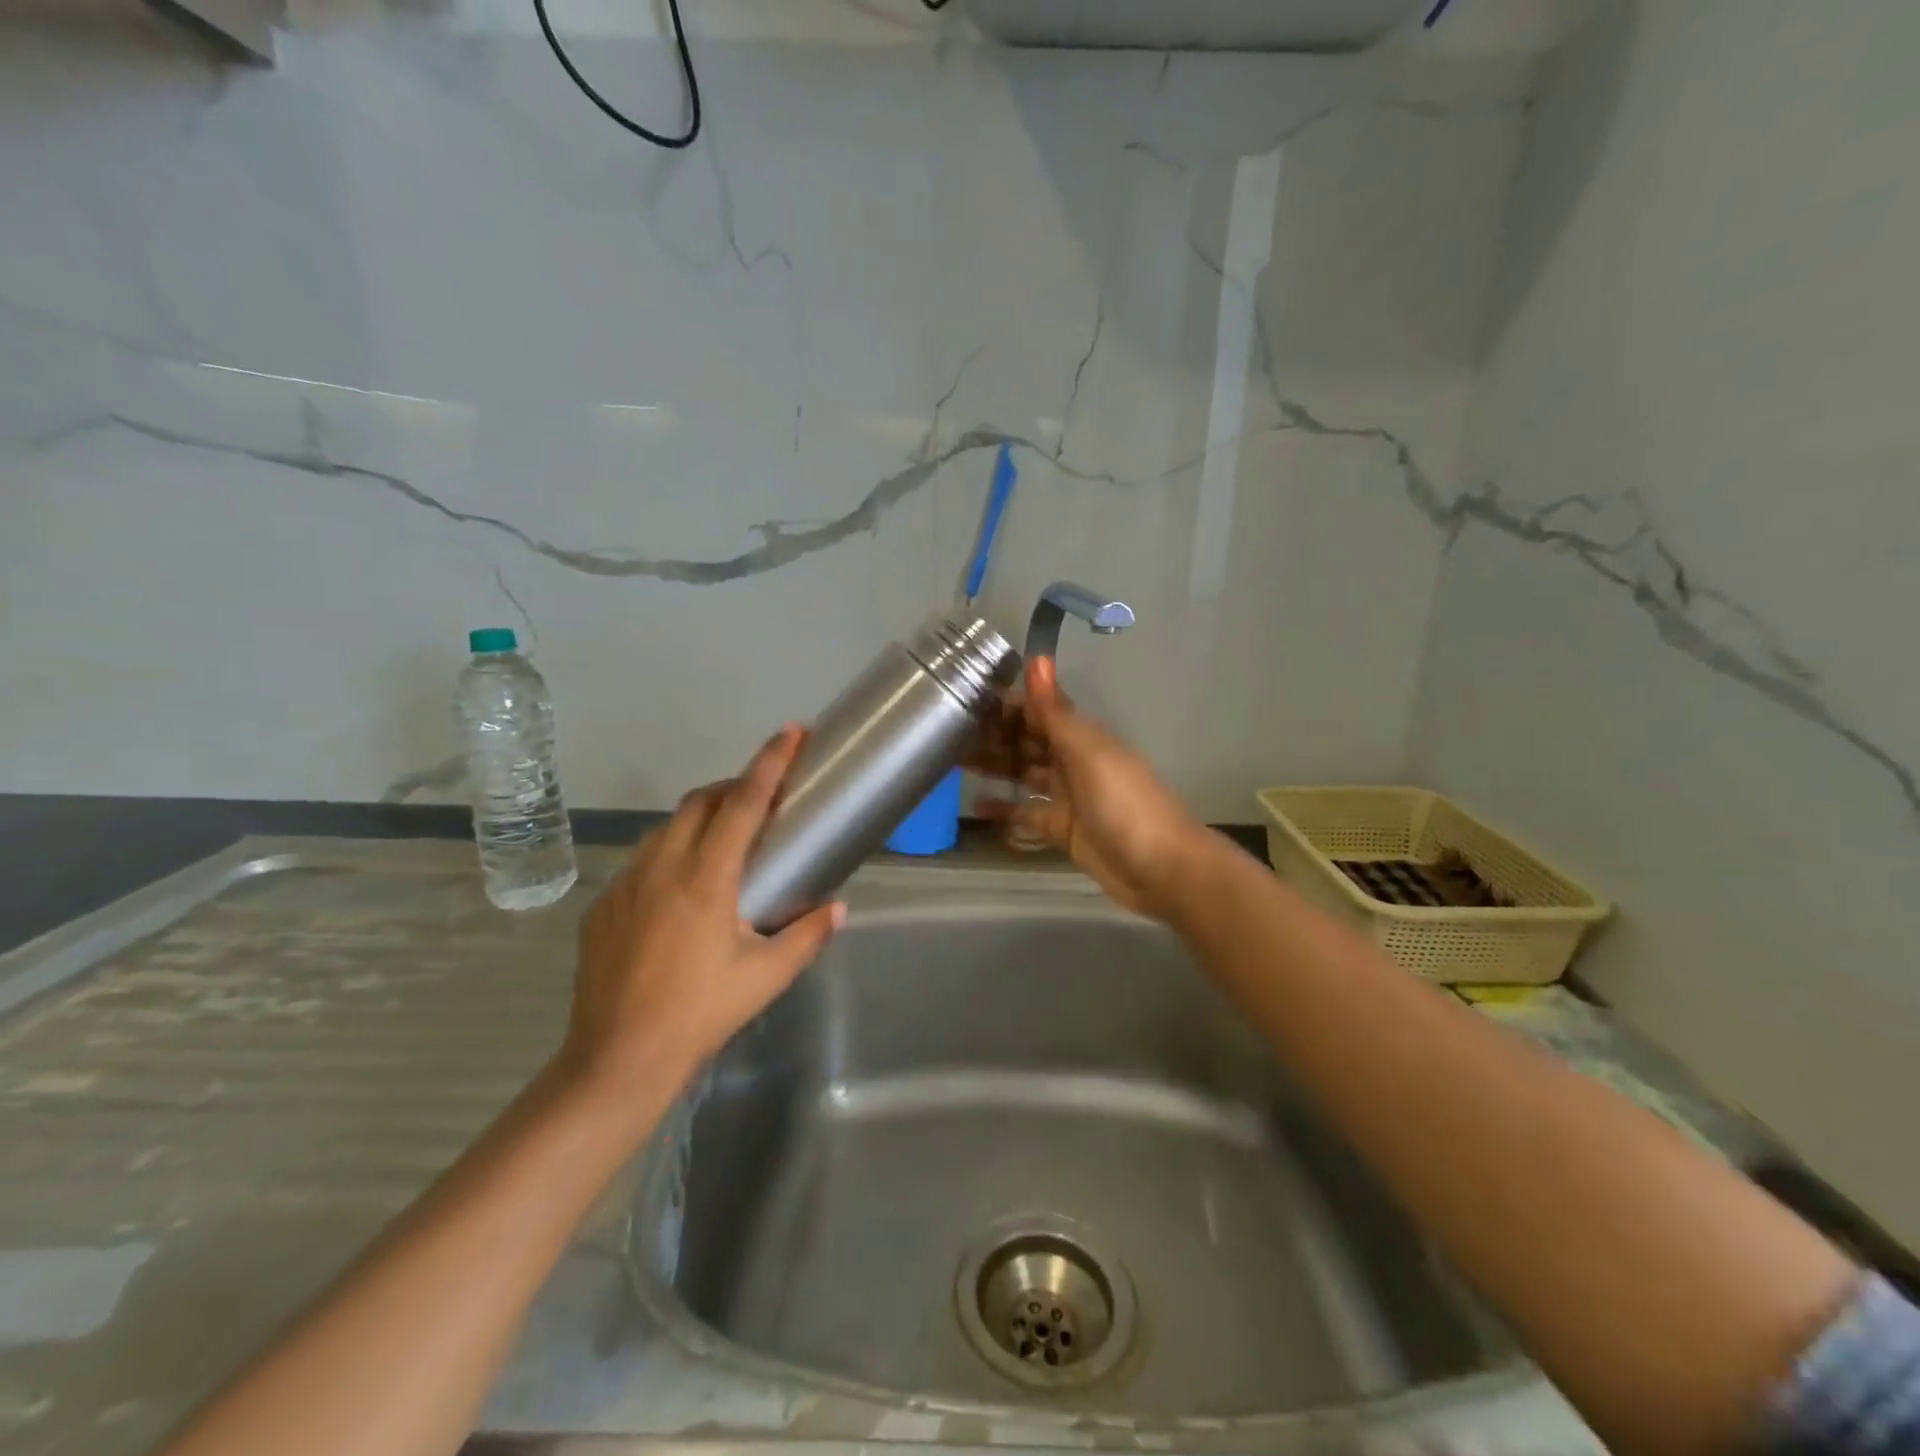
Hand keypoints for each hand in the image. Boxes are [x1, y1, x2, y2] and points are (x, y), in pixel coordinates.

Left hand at [558, 726, 843, 1109]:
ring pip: (667, 827)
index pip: (743, 803)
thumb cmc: (699, 1014)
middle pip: (700, 801)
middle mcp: (662, 867)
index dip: (770, 763)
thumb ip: (807, 935)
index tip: (791, 733)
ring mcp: (626, 883)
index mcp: (706, 878)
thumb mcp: (765, 977)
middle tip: (763, 799)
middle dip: (734, 786)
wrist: (616, 1060)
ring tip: (727, 840)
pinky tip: (683, 888)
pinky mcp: (604, 905)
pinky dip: (672, 851)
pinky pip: (643, 859)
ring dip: (701, 817)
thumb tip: (838, 908)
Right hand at [973, 658, 1206, 917]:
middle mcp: (1073, 760)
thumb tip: (1037, 657)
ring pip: (1025, 774)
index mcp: (1082, 736)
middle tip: (948, 734)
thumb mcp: (1087, 752)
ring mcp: (1068, 796)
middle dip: (995, 735)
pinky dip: (1005, 810)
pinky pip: (1028, 813)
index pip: (1039, 710)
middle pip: (1028, 741)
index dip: (1007, 704)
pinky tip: (976, 806)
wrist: (1159, 868)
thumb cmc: (1123, 802)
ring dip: (996, 767)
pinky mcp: (1062, 829)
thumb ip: (1056, 710)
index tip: (966, 698)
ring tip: (954, 762)